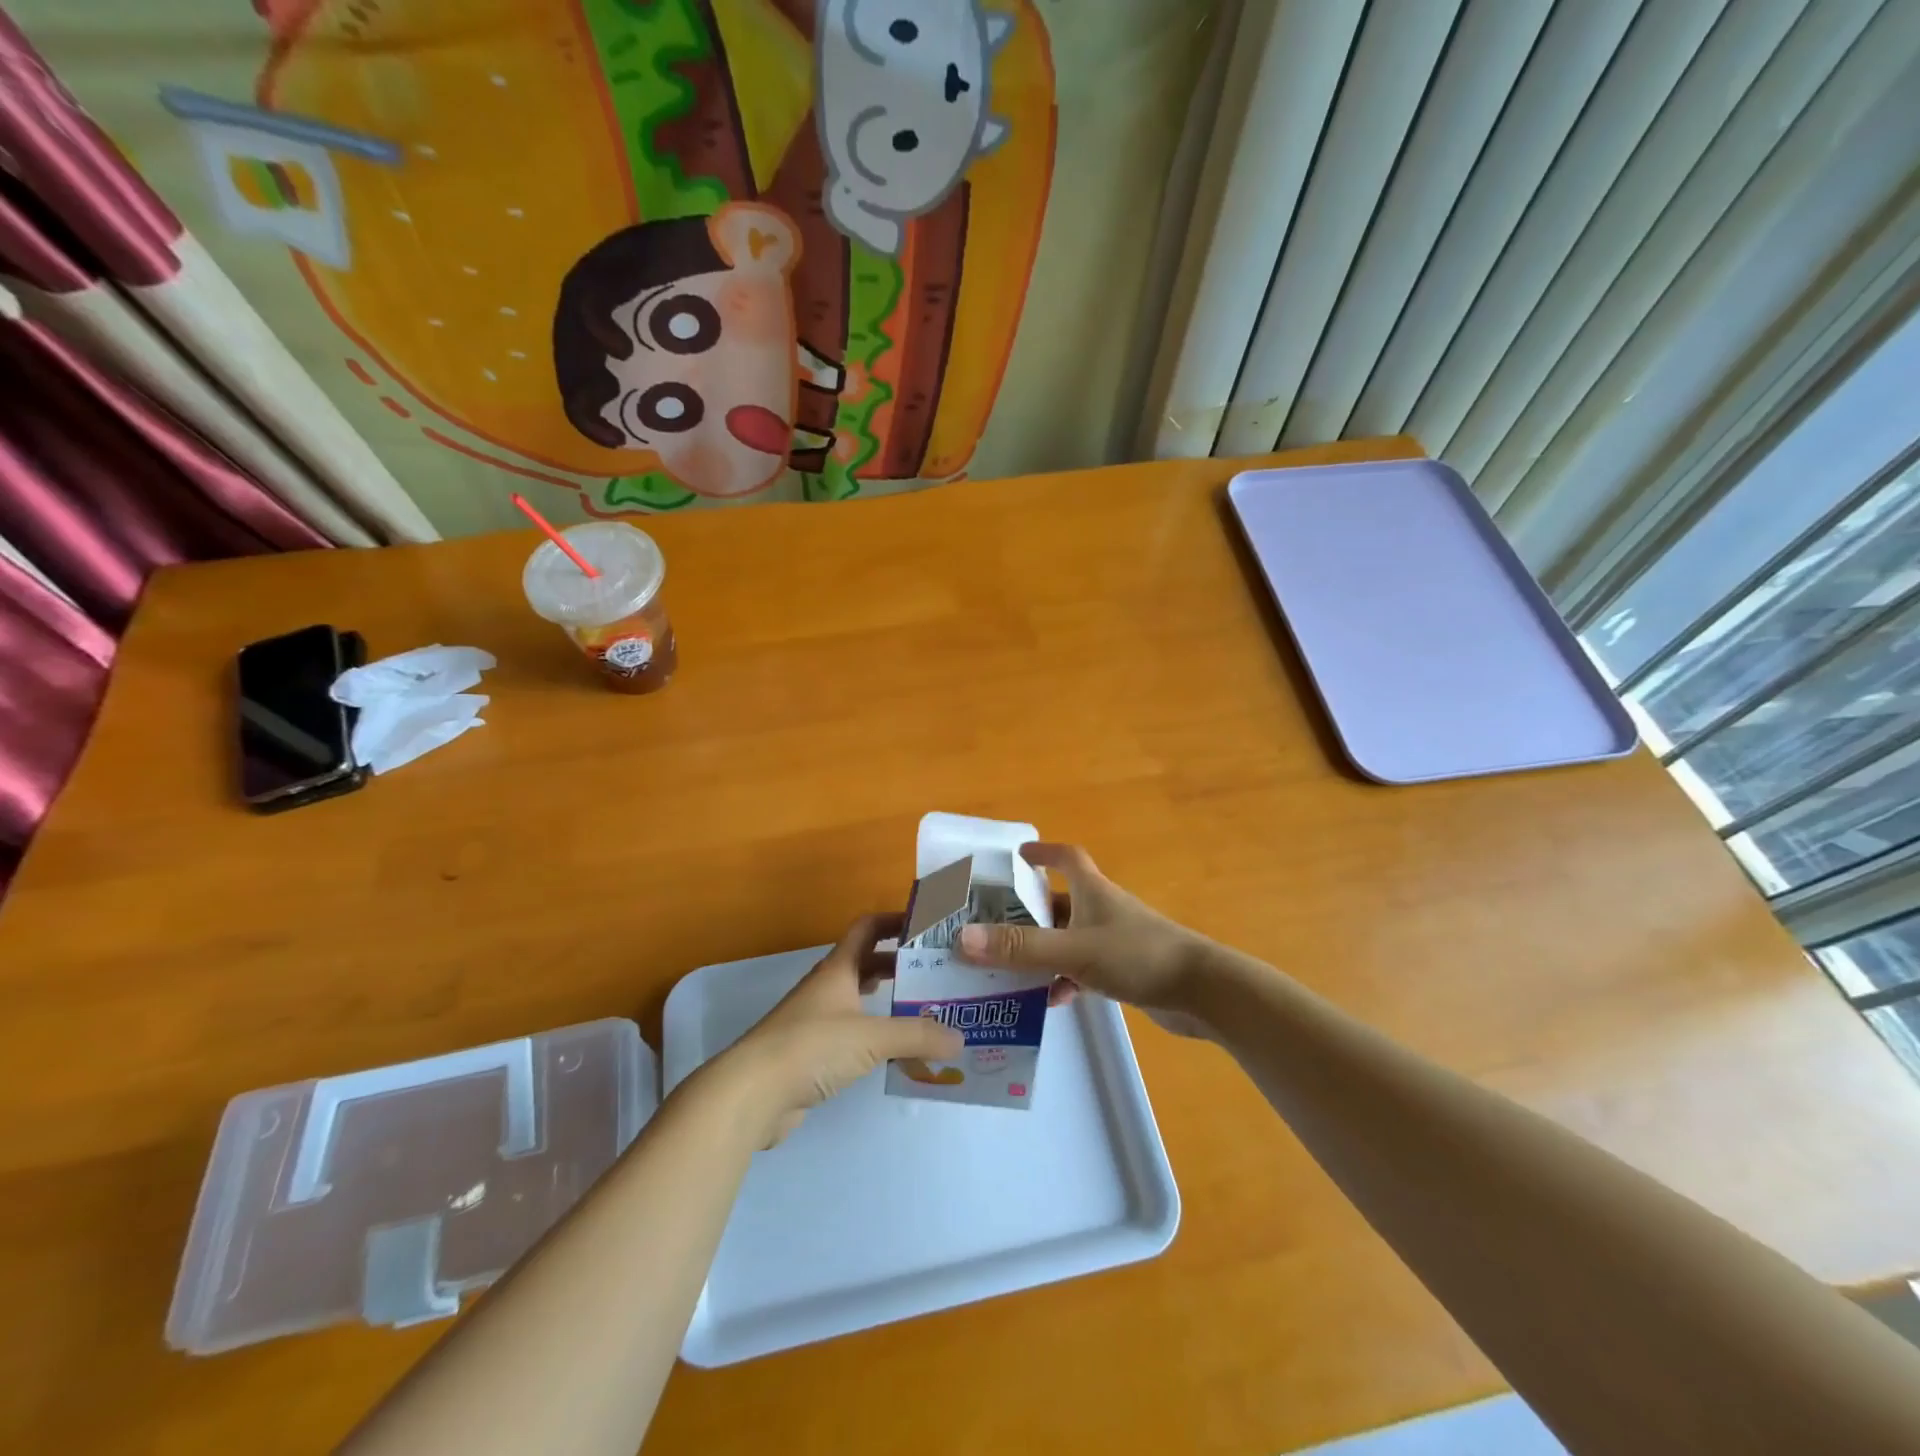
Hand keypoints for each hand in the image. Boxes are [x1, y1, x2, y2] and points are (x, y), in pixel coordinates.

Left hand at [725, 914, 962, 1144]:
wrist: (752, 1094)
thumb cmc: (811, 1047)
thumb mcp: (871, 1037)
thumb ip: (917, 1036)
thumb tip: (960, 1039)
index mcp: (838, 969)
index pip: (868, 927)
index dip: (895, 919)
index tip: (928, 924)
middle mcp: (828, 988)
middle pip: (868, 963)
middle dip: (901, 964)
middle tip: (938, 973)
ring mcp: (817, 1021)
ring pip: (861, 999)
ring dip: (890, 1001)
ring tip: (927, 1010)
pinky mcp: (813, 1054)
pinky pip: (854, 1034)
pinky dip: (877, 1036)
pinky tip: (898, 1051)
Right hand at [954, 843, 1217, 1037]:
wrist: (1203, 992)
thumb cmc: (1138, 956)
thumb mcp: (1073, 950)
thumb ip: (1020, 947)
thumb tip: (963, 937)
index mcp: (1093, 891)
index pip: (1067, 857)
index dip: (1043, 851)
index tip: (1018, 853)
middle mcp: (1103, 910)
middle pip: (1060, 901)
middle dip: (1028, 910)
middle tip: (991, 923)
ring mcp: (1116, 941)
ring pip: (1068, 939)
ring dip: (1042, 950)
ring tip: (1007, 966)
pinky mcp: (1125, 970)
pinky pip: (1084, 969)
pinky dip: (1065, 980)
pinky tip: (1050, 1000)